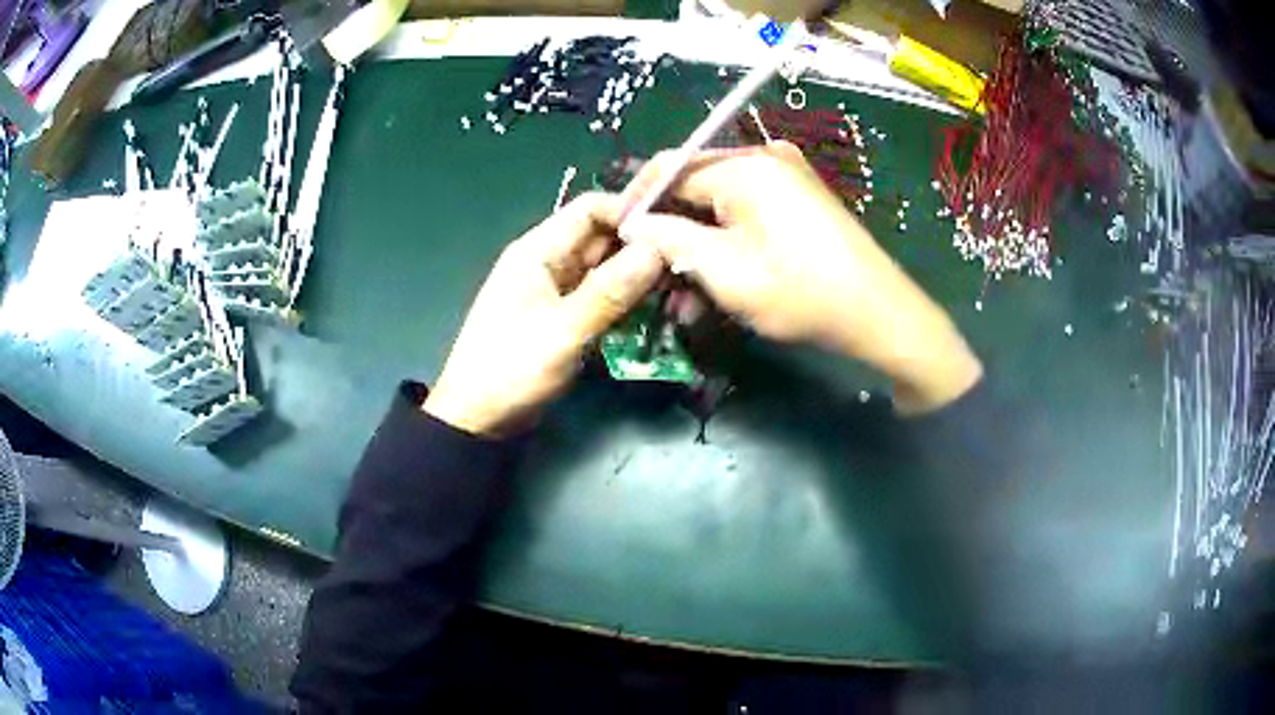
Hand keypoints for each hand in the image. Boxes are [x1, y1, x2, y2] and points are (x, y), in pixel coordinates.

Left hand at [424, 193, 662, 435]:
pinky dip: (626, 298)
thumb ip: (609, 291)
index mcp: (537, 250)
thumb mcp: (562, 331)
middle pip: (602, 237)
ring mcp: (556, 289)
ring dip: (638, 275)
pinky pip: (601, 295)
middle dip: (642, 246)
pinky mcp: (564, 315)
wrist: (478, 420)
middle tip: (687, 261)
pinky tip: (656, 308)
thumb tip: (657, 250)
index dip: (631, 212)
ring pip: (606, 267)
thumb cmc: (511, 371)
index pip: (590, 209)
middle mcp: (548, 261)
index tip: (675, 228)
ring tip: (680, 286)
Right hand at [615, 142, 981, 414]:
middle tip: (650, 274)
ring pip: (719, 204)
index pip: (668, 169)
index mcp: (744, 166)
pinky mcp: (799, 199)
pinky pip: (747, 212)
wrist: (880, 315)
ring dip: (697, 244)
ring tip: (682, 294)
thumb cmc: (800, 293)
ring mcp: (786, 177)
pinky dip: (727, 242)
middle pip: (694, 185)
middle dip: (669, 230)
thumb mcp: (723, 270)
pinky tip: (717, 280)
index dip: (636, 202)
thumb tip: (630, 224)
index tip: (617, 238)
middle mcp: (764, 159)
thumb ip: (668, 238)